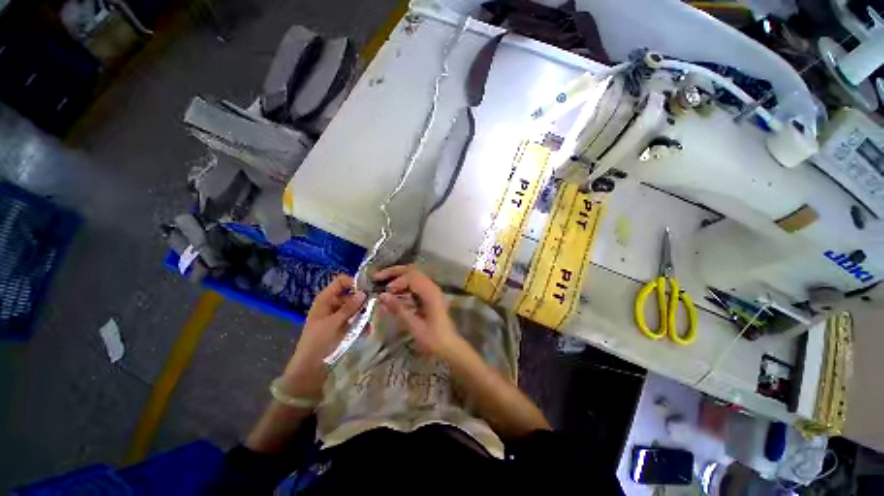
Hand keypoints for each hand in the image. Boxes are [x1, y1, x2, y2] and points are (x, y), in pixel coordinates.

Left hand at [281, 274, 365, 399]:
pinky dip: (363, 321)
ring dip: (365, 311)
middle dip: (363, 298)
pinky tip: (369, 328)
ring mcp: (339, 316)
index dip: (354, 282)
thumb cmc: (318, 343)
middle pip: (351, 293)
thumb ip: (349, 307)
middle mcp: (333, 304)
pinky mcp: (345, 327)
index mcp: (325, 299)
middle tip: (376, 304)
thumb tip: (364, 292)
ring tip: (374, 318)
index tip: (367, 290)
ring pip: (356, 306)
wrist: (310, 371)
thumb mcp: (334, 323)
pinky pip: (357, 318)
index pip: (341, 281)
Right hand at [375, 265, 462, 358]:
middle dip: (394, 272)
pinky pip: (414, 285)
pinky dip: (402, 286)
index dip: (396, 281)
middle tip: (376, 277)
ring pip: (413, 276)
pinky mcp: (429, 296)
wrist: (449, 346)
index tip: (384, 291)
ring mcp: (431, 290)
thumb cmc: (433, 338)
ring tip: (382, 284)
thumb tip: (382, 296)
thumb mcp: (414, 326)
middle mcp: (432, 287)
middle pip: (412, 271)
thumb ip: (398, 309)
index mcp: (430, 293)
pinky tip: (393, 294)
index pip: (411, 276)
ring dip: (397, 278)